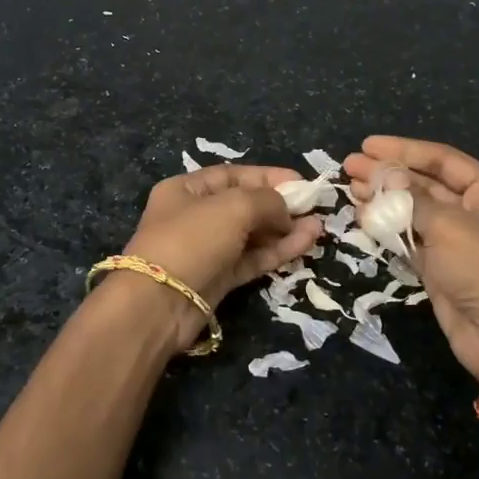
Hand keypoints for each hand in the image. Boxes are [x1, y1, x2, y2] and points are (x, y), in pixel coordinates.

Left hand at [113, 165, 324, 352]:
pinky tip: (306, 243)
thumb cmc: (191, 239)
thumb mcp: (233, 206)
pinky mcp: (219, 278)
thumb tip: (287, 211)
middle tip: (315, 207)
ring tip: (319, 227)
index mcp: (186, 189)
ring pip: (252, 234)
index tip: (301, 182)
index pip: (233, 175)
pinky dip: (278, 251)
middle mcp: (195, 216)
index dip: (268, 177)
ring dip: (285, 230)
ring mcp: (207, 249)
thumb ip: (266, 201)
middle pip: (244, 205)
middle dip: (280, 205)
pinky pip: (253, 259)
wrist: (159, 303)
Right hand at [346, 137, 478, 389]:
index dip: (405, 150)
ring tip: (350, 188)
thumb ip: (413, 198)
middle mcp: (474, 213)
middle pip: (425, 184)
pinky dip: (386, 226)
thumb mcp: (450, 226)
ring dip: (383, 198)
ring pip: (413, 211)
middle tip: (350, 166)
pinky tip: (362, 215)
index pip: (443, 160)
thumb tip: (388, 174)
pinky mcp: (438, 267)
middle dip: (388, 174)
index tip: (368, 145)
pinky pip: (409, 238)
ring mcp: (455, 242)